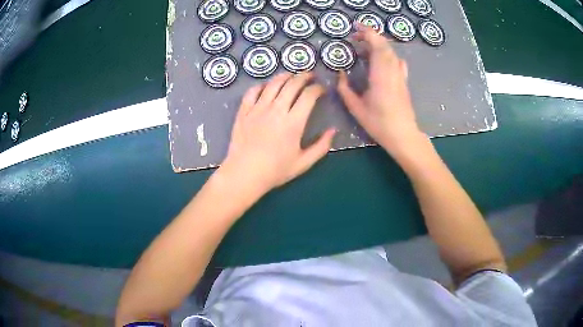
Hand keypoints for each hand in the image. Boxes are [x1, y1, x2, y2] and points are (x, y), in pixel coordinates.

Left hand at [219, 72, 335, 194]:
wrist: (244, 174)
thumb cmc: (275, 171)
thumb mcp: (303, 163)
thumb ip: (321, 146)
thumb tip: (333, 130)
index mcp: (293, 122)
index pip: (309, 95)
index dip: (318, 88)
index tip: (322, 89)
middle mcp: (276, 110)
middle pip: (292, 84)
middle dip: (304, 76)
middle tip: (310, 76)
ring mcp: (258, 109)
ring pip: (273, 84)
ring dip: (285, 76)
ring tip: (291, 75)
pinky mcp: (244, 112)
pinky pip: (252, 92)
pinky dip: (261, 86)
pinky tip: (266, 87)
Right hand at [337, 25, 425, 156]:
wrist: (403, 135)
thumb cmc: (379, 124)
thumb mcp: (356, 109)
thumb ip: (345, 90)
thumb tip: (340, 74)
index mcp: (380, 76)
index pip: (377, 47)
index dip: (368, 33)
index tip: (356, 28)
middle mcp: (392, 72)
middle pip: (385, 46)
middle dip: (371, 36)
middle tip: (356, 36)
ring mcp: (400, 76)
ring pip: (392, 53)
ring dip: (379, 45)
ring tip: (365, 47)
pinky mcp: (404, 81)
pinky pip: (397, 61)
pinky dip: (387, 54)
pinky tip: (380, 59)